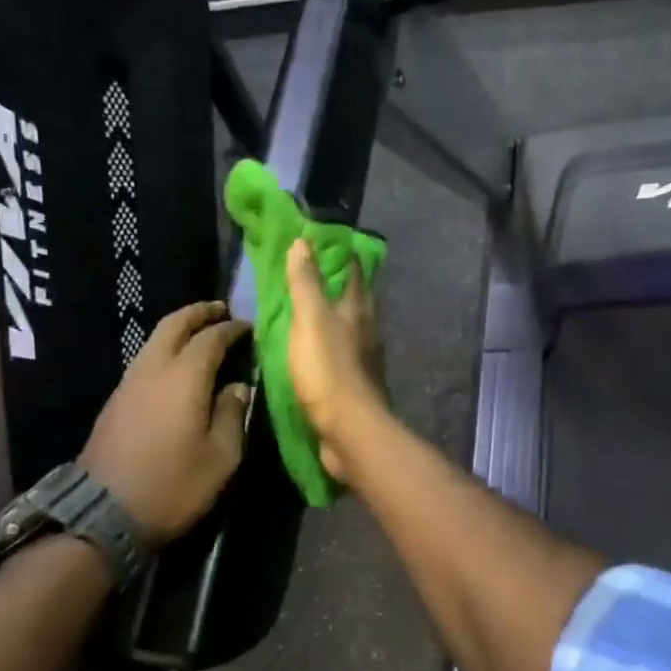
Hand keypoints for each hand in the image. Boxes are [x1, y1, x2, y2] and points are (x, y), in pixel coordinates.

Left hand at [79, 303, 251, 548]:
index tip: (249, 328)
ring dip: (179, 328)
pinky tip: (177, 365)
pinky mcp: (116, 400)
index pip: (211, 338)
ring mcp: (129, 382)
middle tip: (221, 310)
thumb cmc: (172, 485)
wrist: (102, 514)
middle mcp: (154, 369)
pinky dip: (165, 349)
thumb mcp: (220, 457)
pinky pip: (145, 359)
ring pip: (155, 339)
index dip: (232, 329)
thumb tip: (238, 387)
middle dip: (199, 312)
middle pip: (174, 324)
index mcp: (184, 377)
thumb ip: (232, 414)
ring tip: (201, 333)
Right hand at [284, 239, 386, 482]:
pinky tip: (318, 350)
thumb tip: (303, 241)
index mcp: (358, 309)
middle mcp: (368, 329)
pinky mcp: (357, 384)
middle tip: (317, 272)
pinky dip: (332, 345)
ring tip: (313, 310)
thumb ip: (306, 282)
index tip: (325, 241)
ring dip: (337, 316)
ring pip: (352, 327)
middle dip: (341, 284)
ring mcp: (365, 358)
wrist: (349, 429)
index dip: (342, 253)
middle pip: (357, 298)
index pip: (354, 270)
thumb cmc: (328, 369)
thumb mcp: (310, 319)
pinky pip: (344, 355)